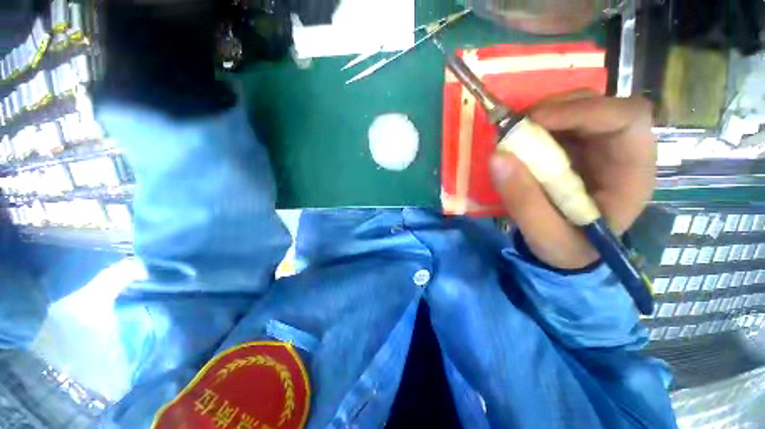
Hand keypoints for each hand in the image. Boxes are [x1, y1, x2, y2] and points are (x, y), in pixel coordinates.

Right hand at [489, 91, 655, 268]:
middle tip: (515, 126)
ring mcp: (597, 146)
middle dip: (556, 109)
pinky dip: (535, 125)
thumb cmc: (567, 247)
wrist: (568, 251)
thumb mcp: (544, 232)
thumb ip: (522, 199)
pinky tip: (518, 139)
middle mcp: (620, 150)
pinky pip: (558, 123)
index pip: (627, 119)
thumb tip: (497, 157)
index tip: (534, 122)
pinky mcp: (575, 148)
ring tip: (513, 133)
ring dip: (542, 114)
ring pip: (578, 108)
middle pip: (600, 105)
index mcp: (632, 172)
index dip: (584, 111)